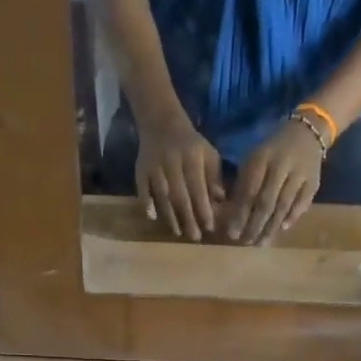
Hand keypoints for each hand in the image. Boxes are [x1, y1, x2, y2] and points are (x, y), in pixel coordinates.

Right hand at [136, 111, 225, 240]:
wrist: (161, 122)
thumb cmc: (190, 144)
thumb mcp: (207, 154)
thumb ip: (213, 177)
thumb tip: (220, 201)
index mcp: (191, 157)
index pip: (198, 187)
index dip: (203, 208)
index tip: (209, 227)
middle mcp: (172, 162)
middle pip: (180, 195)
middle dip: (188, 218)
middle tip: (195, 237)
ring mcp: (154, 167)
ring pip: (162, 195)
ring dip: (170, 216)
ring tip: (178, 233)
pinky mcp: (141, 170)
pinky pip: (142, 189)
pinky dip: (146, 203)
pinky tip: (152, 217)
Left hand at [224, 118, 324, 242]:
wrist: (307, 132)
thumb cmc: (272, 150)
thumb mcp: (253, 159)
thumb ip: (243, 184)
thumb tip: (232, 215)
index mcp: (262, 158)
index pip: (249, 192)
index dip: (240, 214)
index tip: (232, 234)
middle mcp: (282, 166)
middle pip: (266, 202)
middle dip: (255, 225)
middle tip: (246, 243)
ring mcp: (300, 174)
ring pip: (284, 205)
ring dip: (271, 227)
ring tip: (261, 243)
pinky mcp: (314, 181)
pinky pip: (303, 203)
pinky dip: (292, 217)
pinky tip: (282, 229)